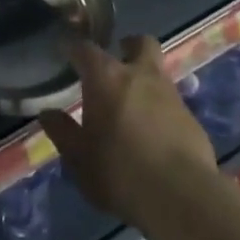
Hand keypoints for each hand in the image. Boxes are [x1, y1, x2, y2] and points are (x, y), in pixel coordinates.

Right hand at [38, 36, 219, 227]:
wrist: (182, 196)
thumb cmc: (118, 171)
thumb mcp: (78, 157)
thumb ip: (62, 131)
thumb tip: (48, 113)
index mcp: (107, 79)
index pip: (86, 49)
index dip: (74, 48)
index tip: (66, 51)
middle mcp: (141, 76)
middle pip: (141, 43)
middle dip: (128, 46)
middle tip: (117, 59)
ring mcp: (171, 95)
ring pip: (159, 72)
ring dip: (145, 80)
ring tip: (131, 105)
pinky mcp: (192, 119)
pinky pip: (172, 103)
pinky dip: (160, 109)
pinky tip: (153, 133)